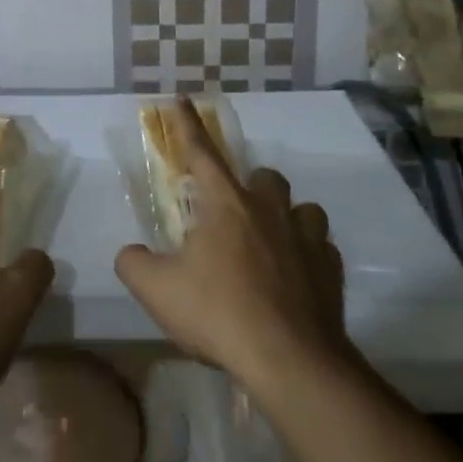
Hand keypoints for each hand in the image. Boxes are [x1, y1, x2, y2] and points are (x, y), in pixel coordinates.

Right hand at [116, 97, 349, 396]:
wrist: (289, 361)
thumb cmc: (219, 313)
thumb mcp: (157, 290)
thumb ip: (134, 264)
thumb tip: (131, 255)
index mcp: (226, 204)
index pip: (201, 153)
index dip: (188, 126)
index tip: (183, 99)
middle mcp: (269, 211)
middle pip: (264, 177)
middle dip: (249, 185)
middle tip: (232, 214)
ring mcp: (307, 239)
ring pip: (303, 208)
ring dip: (286, 217)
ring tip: (271, 242)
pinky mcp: (331, 271)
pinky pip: (321, 249)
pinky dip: (308, 256)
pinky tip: (296, 279)